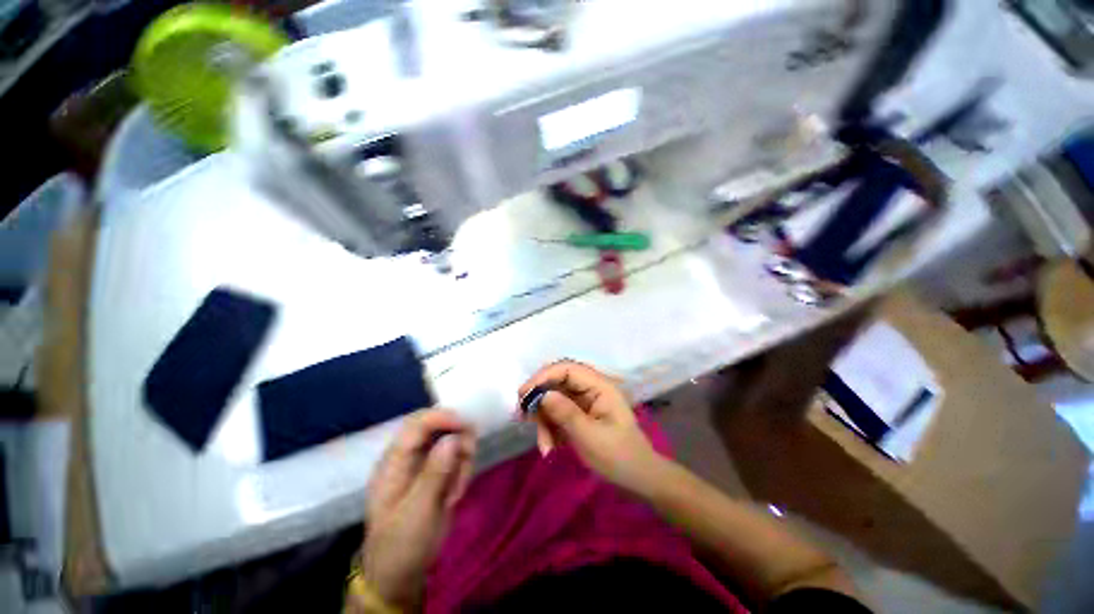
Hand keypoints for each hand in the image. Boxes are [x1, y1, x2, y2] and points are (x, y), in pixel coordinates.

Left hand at [361, 409, 475, 609]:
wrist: (400, 573)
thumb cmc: (402, 544)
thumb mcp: (418, 512)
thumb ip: (434, 474)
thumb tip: (453, 438)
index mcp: (393, 462)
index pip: (417, 424)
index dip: (442, 417)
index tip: (466, 426)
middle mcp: (408, 456)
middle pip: (437, 426)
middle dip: (458, 435)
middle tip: (470, 454)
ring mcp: (422, 464)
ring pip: (451, 440)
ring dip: (462, 458)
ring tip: (457, 489)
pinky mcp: (435, 473)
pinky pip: (456, 457)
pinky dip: (462, 470)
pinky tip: (455, 493)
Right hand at [519, 360, 662, 493]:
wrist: (638, 478)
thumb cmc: (619, 456)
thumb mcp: (590, 437)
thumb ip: (565, 413)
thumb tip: (542, 395)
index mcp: (599, 386)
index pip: (567, 369)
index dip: (543, 376)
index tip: (524, 394)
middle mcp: (590, 388)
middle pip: (557, 382)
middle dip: (540, 400)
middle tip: (523, 417)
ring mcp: (584, 401)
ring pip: (554, 399)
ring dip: (544, 420)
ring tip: (545, 446)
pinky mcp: (580, 414)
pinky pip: (557, 413)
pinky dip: (550, 428)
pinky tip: (550, 446)